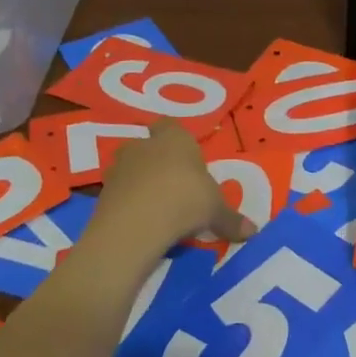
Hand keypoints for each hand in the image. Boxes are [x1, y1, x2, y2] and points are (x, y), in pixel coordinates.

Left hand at [92, 122, 254, 258]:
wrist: (134, 226)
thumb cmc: (185, 201)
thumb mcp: (215, 211)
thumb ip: (231, 219)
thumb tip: (253, 231)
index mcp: (174, 138)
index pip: (171, 125)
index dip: (178, 139)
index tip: (188, 158)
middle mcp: (144, 146)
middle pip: (149, 146)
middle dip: (159, 162)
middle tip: (176, 185)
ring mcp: (119, 168)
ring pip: (131, 169)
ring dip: (141, 183)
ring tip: (158, 207)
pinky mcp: (102, 193)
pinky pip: (120, 193)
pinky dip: (128, 204)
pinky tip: (141, 222)